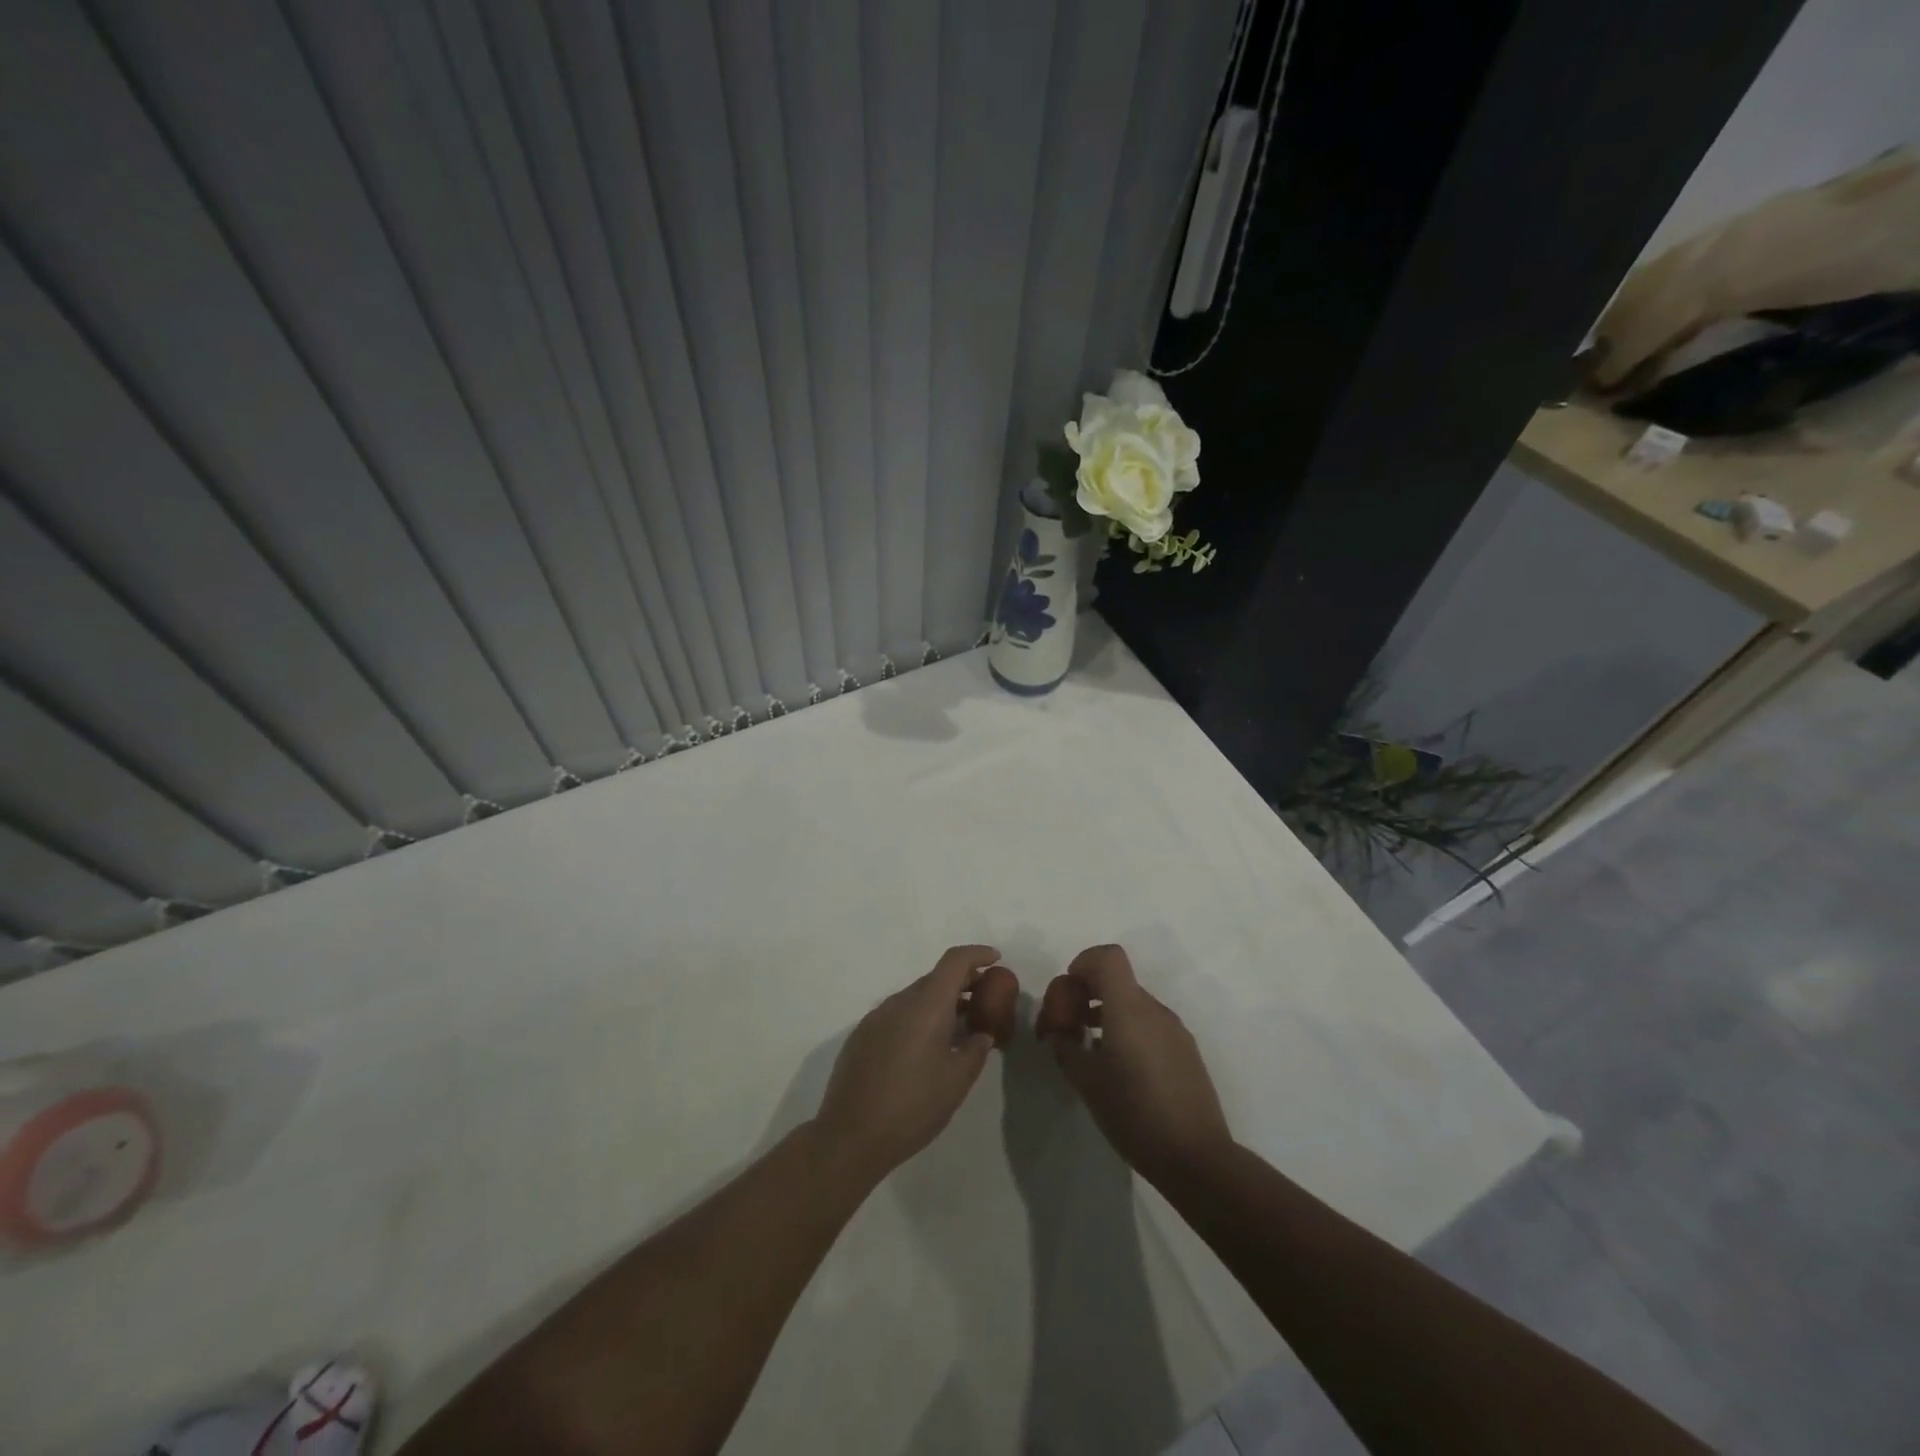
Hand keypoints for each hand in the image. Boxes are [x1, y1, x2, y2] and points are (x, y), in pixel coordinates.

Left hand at [813, 946, 1008, 1180]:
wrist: (850, 1136)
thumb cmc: (912, 1106)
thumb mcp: (957, 1081)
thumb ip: (976, 1050)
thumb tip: (982, 1034)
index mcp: (926, 1005)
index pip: (954, 962)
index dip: (977, 954)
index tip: (996, 960)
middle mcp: (899, 1002)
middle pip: (935, 978)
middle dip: (962, 983)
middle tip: (984, 1002)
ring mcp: (876, 1017)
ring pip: (916, 997)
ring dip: (940, 1003)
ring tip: (960, 1029)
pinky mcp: (862, 1036)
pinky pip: (898, 1015)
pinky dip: (918, 1019)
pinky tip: (926, 1049)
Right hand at [1036, 944, 1233, 1184]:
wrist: (1197, 1158)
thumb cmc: (1134, 1114)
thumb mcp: (1086, 1082)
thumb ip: (1066, 1048)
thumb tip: (1058, 1033)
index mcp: (1129, 1009)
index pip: (1108, 957)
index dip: (1083, 964)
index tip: (1068, 994)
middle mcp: (1154, 1010)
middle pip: (1118, 981)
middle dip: (1088, 995)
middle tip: (1069, 1029)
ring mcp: (1175, 1030)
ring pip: (1134, 1005)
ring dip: (1107, 1015)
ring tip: (1090, 1052)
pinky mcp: (1186, 1052)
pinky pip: (1150, 1026)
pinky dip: (1128, 1032)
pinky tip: (1120, 1071)